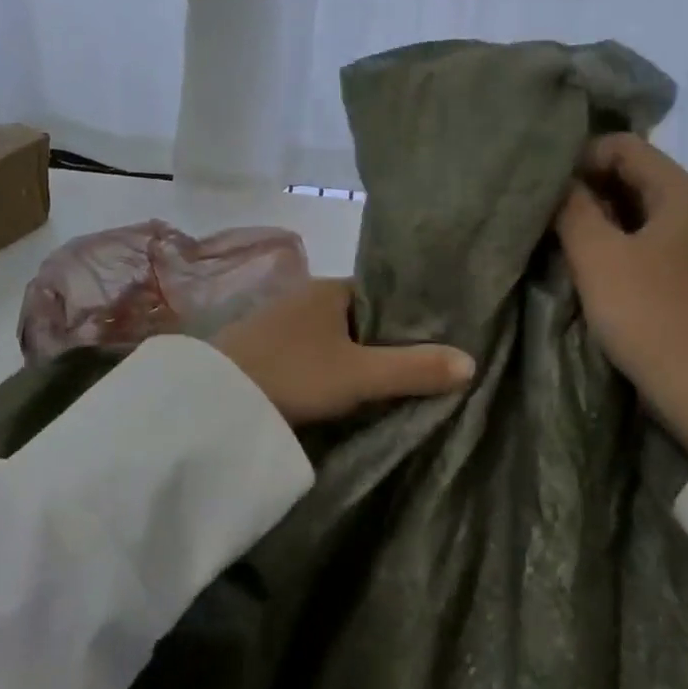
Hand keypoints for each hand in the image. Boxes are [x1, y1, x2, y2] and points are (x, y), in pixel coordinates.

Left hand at [212, 278, 474, 427]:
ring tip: (386, 381)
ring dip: (353, 355)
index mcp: (331, 289)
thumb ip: (413, 368)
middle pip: (358, 316)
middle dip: (383, 339)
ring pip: (333, 336)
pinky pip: (310, 351)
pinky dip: (328, 366)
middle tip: (418, 367)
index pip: (382, 294)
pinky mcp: (264, 347)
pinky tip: (339, 388)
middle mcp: (306, 296)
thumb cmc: (293, 373)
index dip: (408, 316)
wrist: (217, 399)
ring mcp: (281, 321)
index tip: (435, 339)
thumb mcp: (359, 375)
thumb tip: (471, 361)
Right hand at [555, 134, 687, 459]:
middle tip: (553, 213)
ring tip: (570, 237)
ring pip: (645, 207)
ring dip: (605, 214)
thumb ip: (573, 209)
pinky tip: (601, 263)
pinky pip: (657, 235)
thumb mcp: (597, 257)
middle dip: (591, 186)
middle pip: (638, 173)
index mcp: (684, 193)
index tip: (550, 190)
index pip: (625, 146)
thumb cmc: (649, 315)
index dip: (582, 158)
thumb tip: (562, 183)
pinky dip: (625, 237)